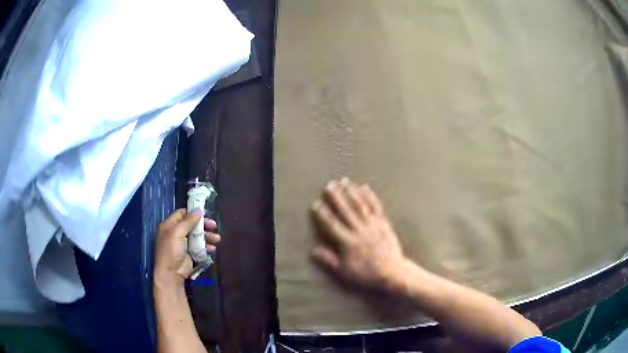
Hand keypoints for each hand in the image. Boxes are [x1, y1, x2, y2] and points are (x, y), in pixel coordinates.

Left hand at [154, 208, 219, 288]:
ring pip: (197, 235)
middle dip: (203, 225)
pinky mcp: (190, 253)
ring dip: (207, 236)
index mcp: (169, 225)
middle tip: (214, 226)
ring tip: (217, 239)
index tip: (205, 213)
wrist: (171, 272)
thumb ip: (188, 221)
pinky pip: (199, 246)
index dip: (193, 213)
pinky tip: (212, 248)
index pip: (182, 214)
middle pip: (191, 224)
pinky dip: (206, 246)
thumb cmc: (171, 250)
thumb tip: (198, 211)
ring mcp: (183, 243)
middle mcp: (176, 233)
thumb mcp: (177, 232)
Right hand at [310, 178, 407, 290]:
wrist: (391, 271)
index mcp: (348, 242)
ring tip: (344, 181)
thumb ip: (329, 260)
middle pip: (346, 210)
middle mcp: (359, 230)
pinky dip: (370, 196)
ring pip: (360, 205)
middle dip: (337, 197)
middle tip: (329, 185)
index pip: (332, 225)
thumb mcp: (344, 271)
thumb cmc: (366, 273)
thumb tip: (313, 250)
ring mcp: (372, 225)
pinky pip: (376, 207)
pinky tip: (364, 187)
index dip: (323, 214)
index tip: (316, 203)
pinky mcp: (383, 223)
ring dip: (351, 192)